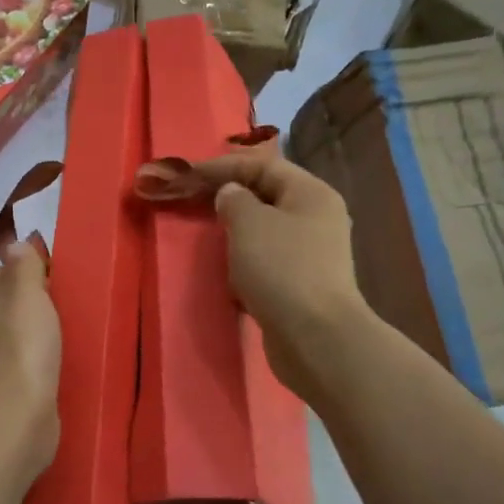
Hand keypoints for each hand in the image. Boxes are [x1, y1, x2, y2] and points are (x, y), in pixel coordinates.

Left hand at [0, 241, 61, 474]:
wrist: (13, 415)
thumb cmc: (19, 344)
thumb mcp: (26, 290)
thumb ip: (23, 264)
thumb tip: (15, 246)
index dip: (21, 273)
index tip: (50, 282)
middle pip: (0, 305)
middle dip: (27, 306)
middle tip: (59, 310)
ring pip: (8, 336)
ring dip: (31, 336)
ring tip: (60, 339)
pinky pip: (16, 365)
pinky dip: (32, 363)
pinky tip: (52, 367)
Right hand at [191, 150, 372, 394]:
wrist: (316, 338)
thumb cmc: (282, 270)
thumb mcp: (249, 224)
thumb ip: (233, 199)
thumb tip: (230, 195)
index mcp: (310, 193)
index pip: (262, 164)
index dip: (222, 166)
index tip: (186, 175)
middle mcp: (316, 217)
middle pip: (265, 195)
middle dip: (228, 197)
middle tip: (192, 201)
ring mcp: (312, 253)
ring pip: (265, 230)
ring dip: (235, 231)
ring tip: (206, 234)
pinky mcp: (302, 284)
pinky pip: (267, 260)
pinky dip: (245, 261)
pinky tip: (227, 271)